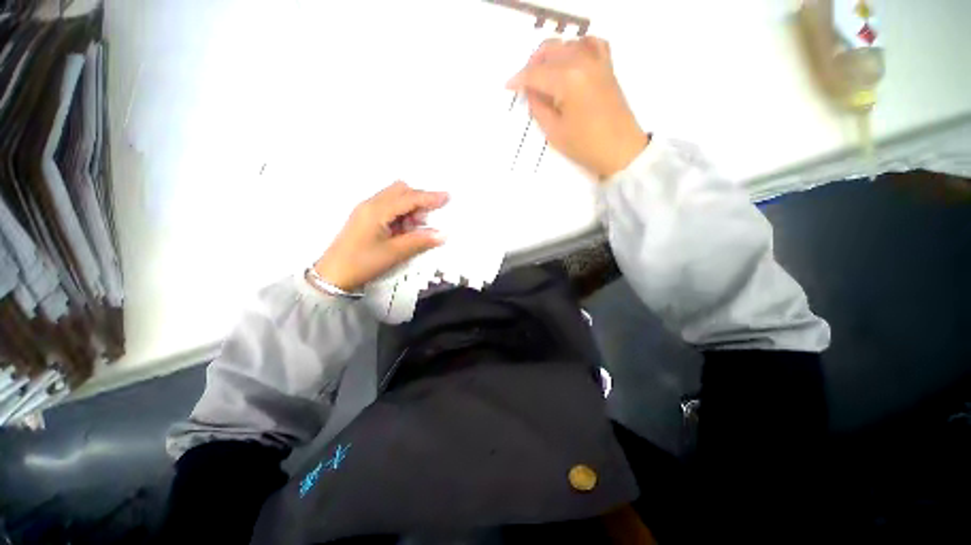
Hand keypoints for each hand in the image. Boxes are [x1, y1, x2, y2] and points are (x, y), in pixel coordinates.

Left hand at [313, 182, 448, 291]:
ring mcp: (366, 210)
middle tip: (426, 220)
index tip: (447, 197)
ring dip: (409, 208)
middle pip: (400, 191)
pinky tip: (403, 231)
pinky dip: (401, 214)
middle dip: (418, 200)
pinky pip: (388, 208)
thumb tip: (443, 234)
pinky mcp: (365, 218)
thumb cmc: (363, 263)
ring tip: (414, 229)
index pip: (408, 198)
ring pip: (394, 199)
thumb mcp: (394, 253)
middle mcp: (371, 204)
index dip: (429, 197)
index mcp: (377, 210)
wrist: (332, 276)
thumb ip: (420, 241)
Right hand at [506, 36, 648, 178]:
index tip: (508, 87)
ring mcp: (597, 62)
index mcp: (567, 80)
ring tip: (543, 73)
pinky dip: (578, 46)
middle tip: (525, 82)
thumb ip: (538, 108)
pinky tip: (571, 58)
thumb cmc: (585, 146)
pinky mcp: (607, 67)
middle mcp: (582, 62)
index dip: (519, 79)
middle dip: (533, 64)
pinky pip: (592, 44)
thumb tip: (531, 93)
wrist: (620, 150)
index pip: (536, 73)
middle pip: (550, 50)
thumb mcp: (554, 132)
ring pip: (568, 44)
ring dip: (551, 54)